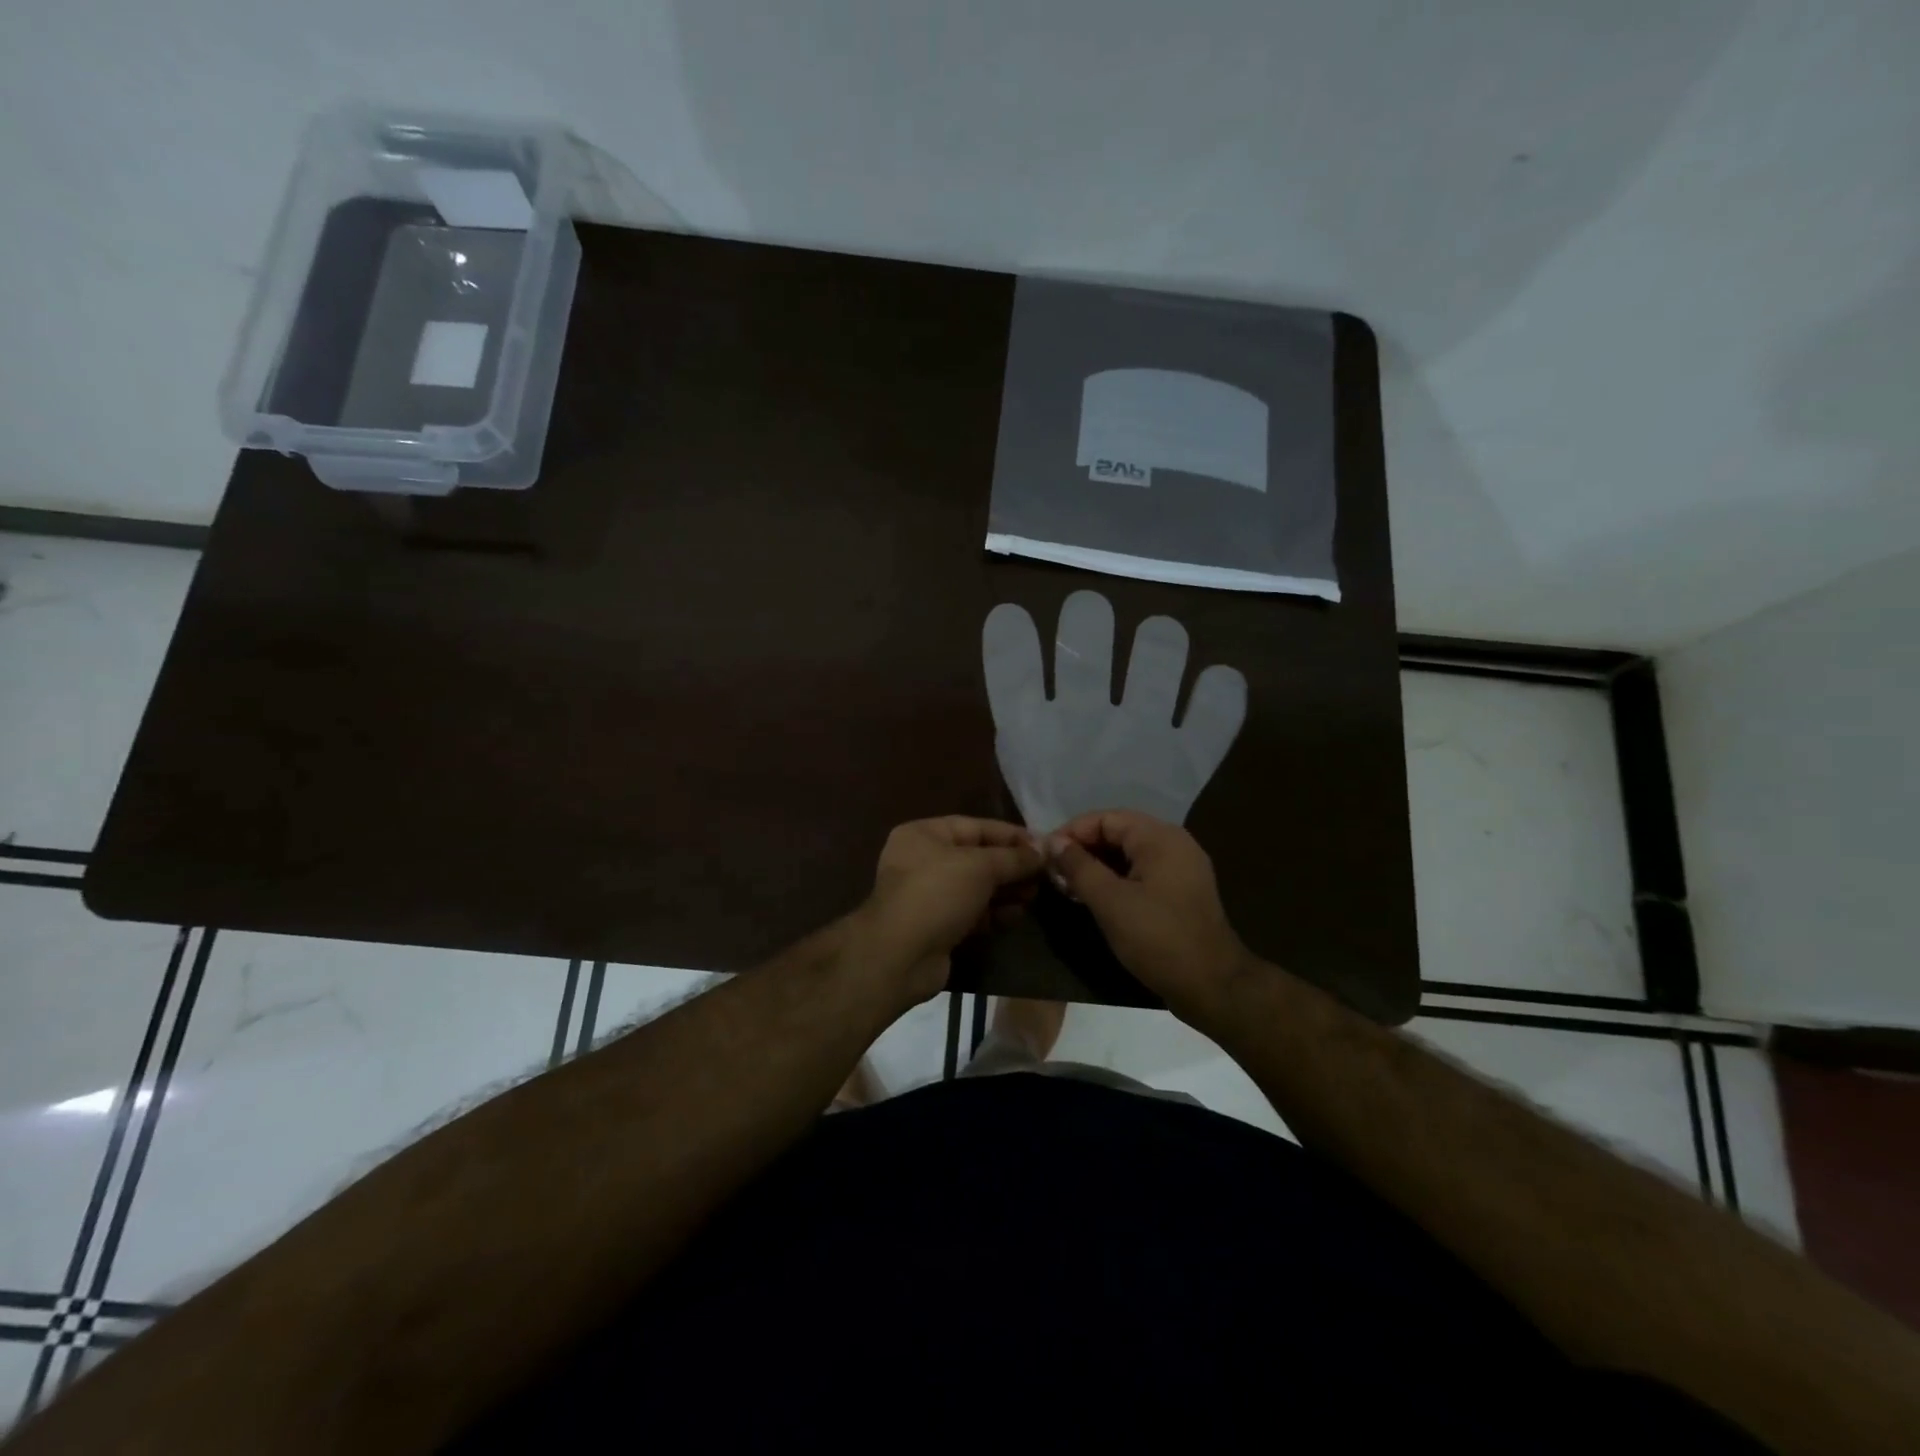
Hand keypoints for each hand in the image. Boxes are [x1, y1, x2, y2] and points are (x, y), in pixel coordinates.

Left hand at [855, 816, 1042, 1003]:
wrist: (900, 955)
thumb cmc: (937, 894)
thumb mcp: (980, 867)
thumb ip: (1014, 857)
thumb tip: (1045, 849)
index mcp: (924, 835)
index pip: (975, 827)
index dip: (1011, 835)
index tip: (1044, 845)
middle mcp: (923, 860)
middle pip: (977, 857)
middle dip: (1011, 866)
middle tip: (1044, 875)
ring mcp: (928, 895)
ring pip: (976, 886)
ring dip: (1006, 890)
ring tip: (1035, 895)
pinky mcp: (937, 925)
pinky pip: (971, 911)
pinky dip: (993, 912)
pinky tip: (1017, 915)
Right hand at [1044, 810, 1251, 1019]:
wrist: (1212, 986)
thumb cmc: (1157, 938)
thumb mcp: (1109, 901)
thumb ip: (1078, 866)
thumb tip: (1053, 842)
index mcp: (1160, 837)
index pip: (1105, 818)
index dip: (1072, 833)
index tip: (1044, 855)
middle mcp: (1174, 843)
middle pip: (1118, 833)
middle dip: (1083, 849)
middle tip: (1054, 873)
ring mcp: (1181, 868)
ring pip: (1128, 854)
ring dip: (1097, 866)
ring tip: (1068, 887)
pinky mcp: (1181, 891)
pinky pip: (1142, 872)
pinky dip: (1116, 879)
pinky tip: (1095, 898)